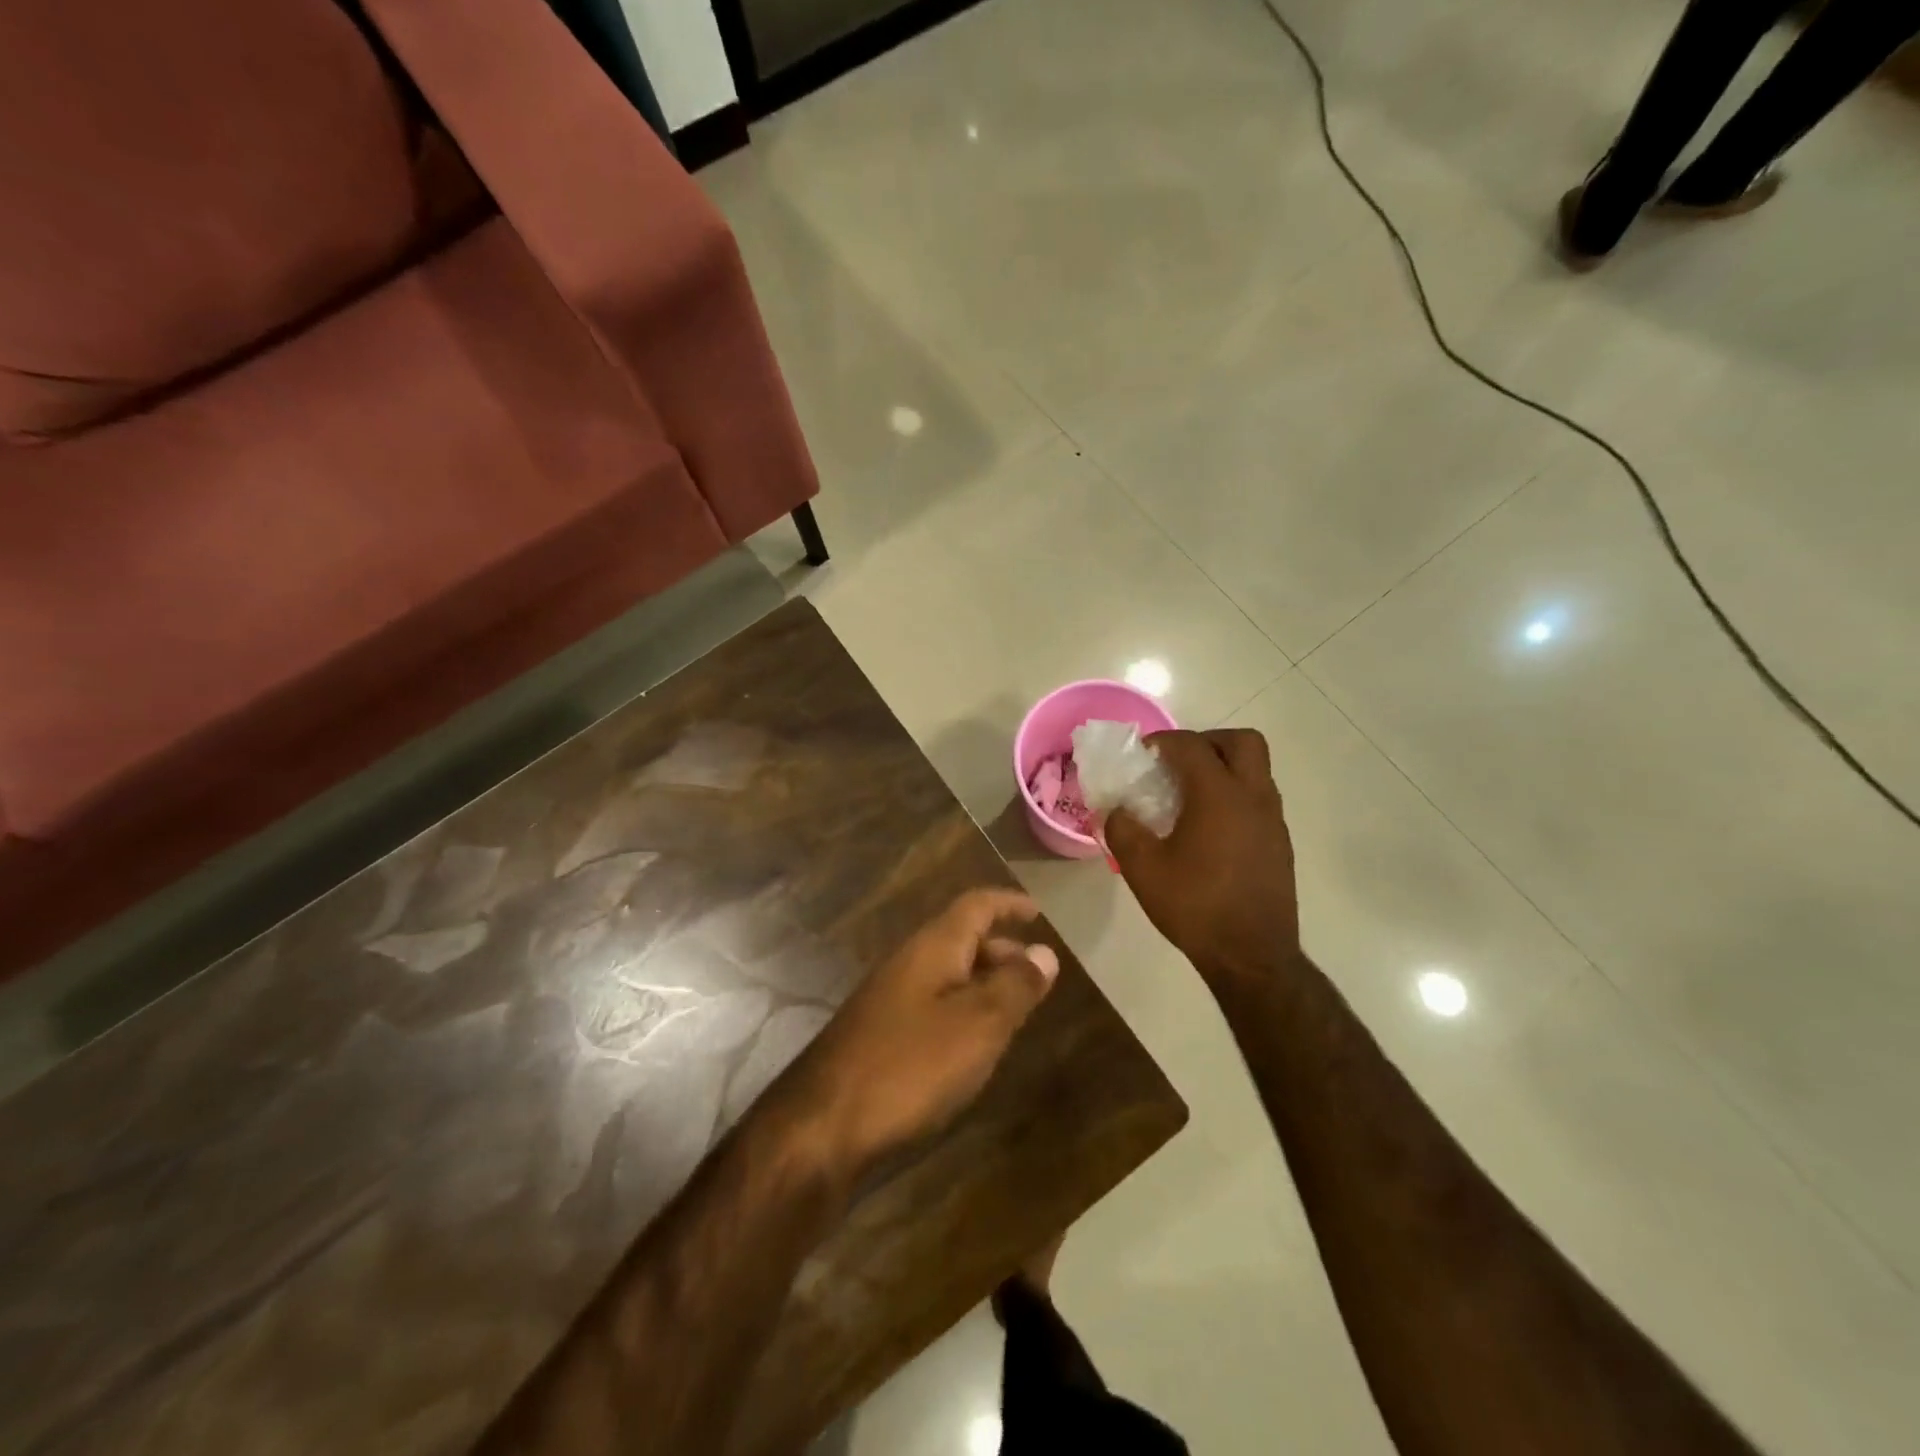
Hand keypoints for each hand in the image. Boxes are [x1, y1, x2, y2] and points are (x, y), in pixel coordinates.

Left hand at [781, 889, 1059, 1178]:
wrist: (823, 1124)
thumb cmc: (910, 1065)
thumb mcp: (978, 1025)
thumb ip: (1015, 986)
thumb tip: (1045, 952)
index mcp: (933, 947)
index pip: (976, 905)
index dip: (1009, 904)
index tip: (1039, 912)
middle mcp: (908, 962)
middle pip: (961, 938)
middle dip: (1001, 949)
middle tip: (1035, 974)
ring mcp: (888, 998)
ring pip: (946, 974)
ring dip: (982, 982)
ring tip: (1013, 1010)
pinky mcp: (879, 1033)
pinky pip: (932, 1004)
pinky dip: (961, 1010)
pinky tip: (971, 1044)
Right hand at [1104, 729, 1301, 988]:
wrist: (1252, 956)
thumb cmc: (1195, 906)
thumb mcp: (1142, 869)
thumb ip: (1122, 829)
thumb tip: (1115, 811)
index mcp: (1219, 795)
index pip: (1191, 745)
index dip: (1163, 741)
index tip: (1142, 754)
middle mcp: (1253, 797)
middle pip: (1242, 741)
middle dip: (1207, 741)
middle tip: (1178, 763)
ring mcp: (1272, 820)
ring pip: (1256, 769)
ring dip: (1224, 767)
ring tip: (1190, 795)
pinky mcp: (1279, 842)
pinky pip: (1259, 798)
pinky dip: (1235, 795)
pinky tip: (1209, 828)